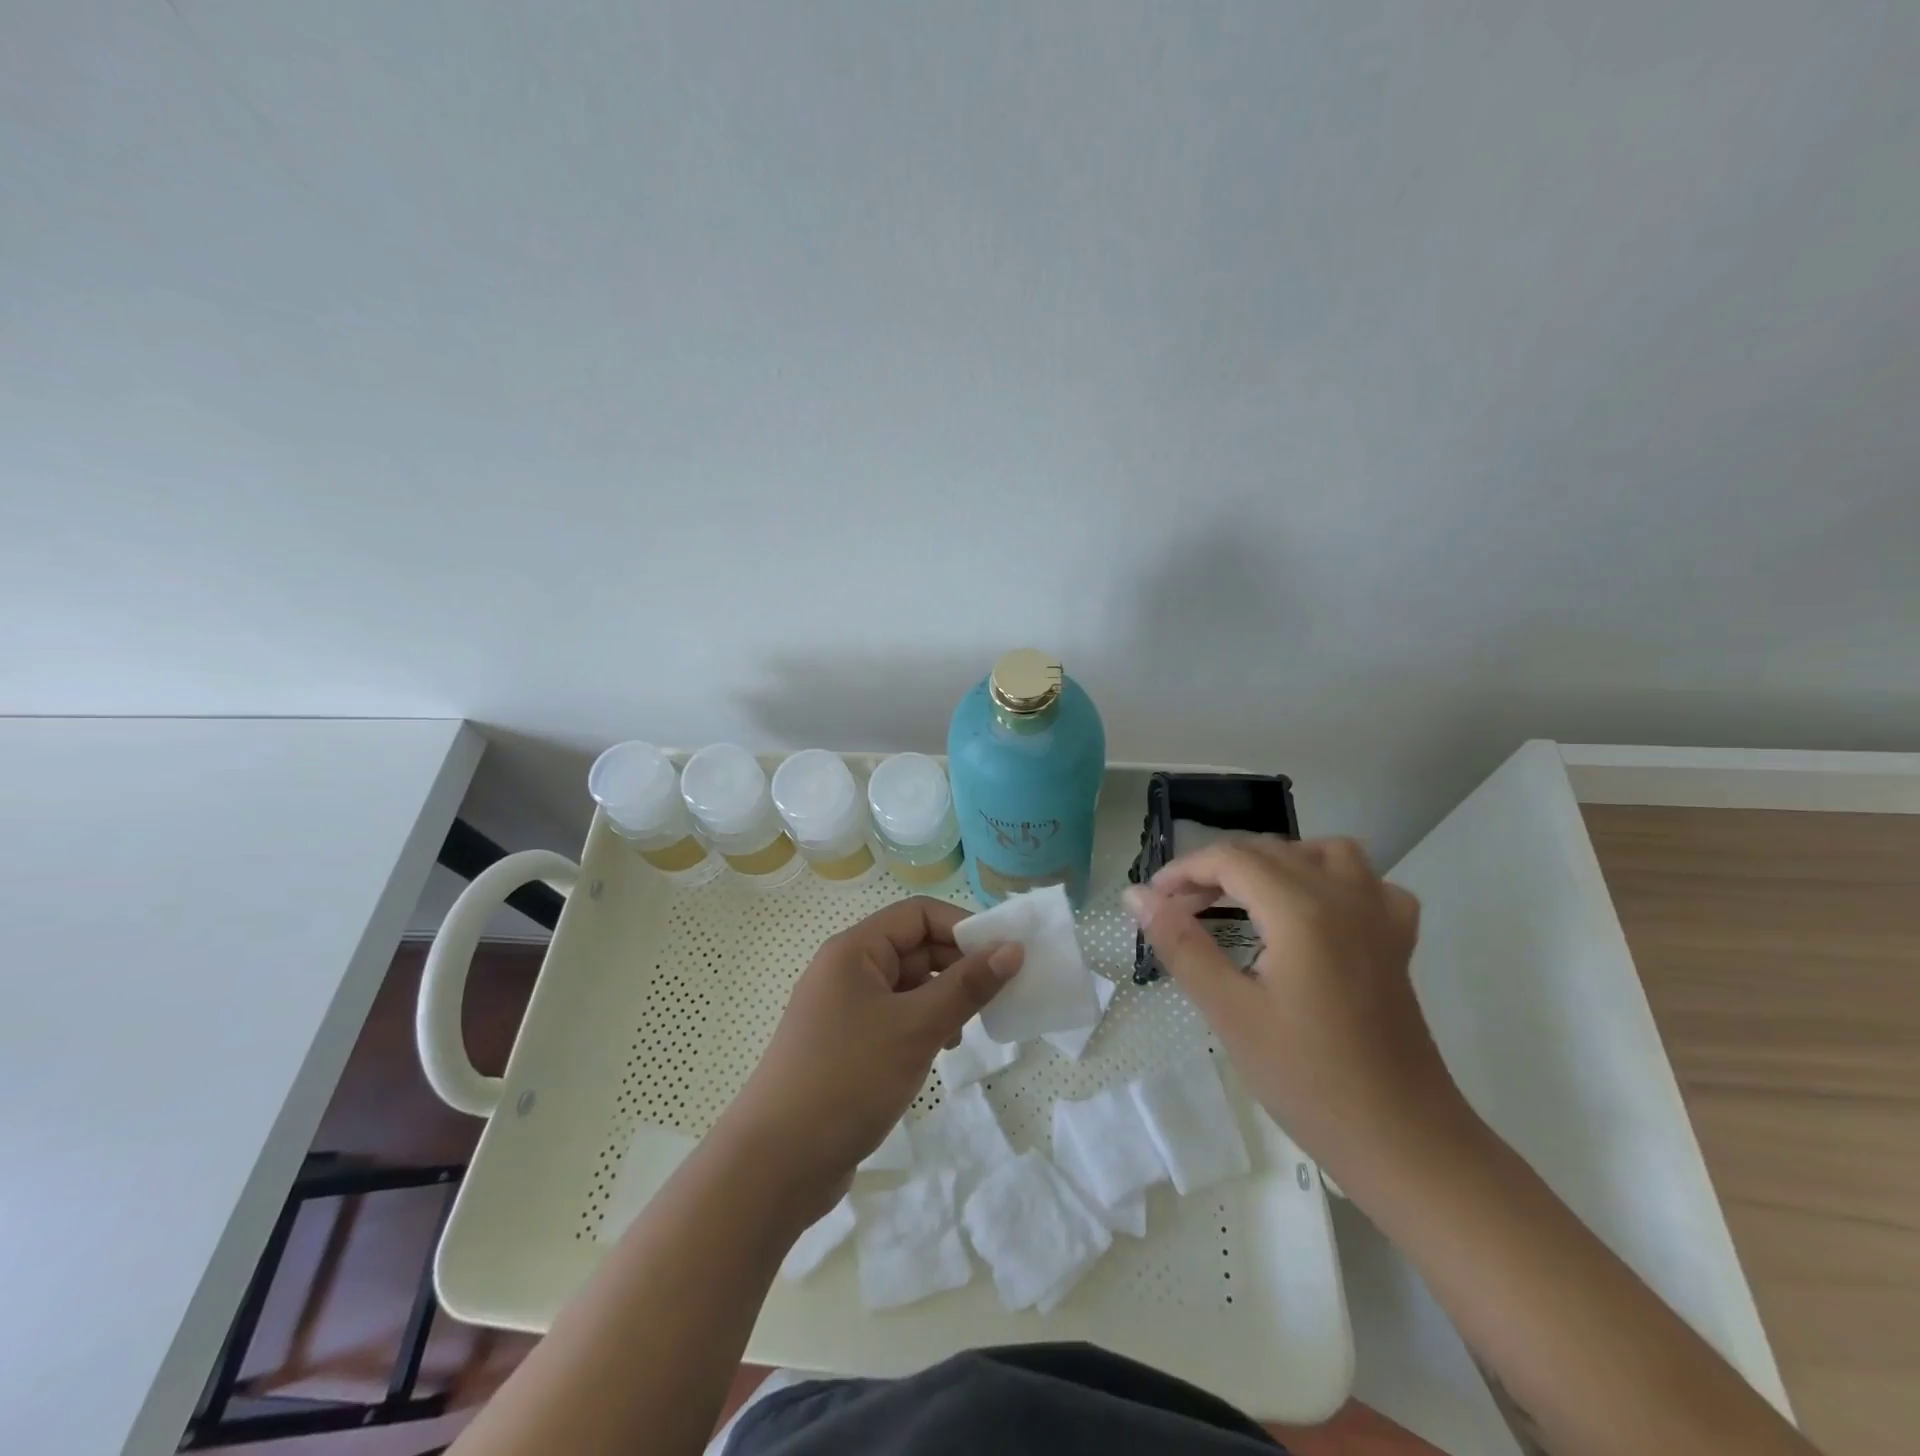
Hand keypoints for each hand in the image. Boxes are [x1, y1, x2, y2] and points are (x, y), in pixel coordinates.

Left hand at [717, 897, 1021, 1219]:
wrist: (775, 1165)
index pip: (918, 915)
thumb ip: (967, 986)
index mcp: (855, 950)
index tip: (1003, 956)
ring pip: (907, 986)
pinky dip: (923, 1026)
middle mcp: (846, 971)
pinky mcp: (846, 1046)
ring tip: (967, 1030)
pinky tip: (940, 1052)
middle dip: (956, 967)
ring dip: (942, 1000)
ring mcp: (844, 1010)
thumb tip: (1012, 948)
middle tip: (997, 996)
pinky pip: (895, 1018)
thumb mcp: (916, 1028)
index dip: (962, 928)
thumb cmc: (848, 1079)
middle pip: (913, 948)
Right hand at [1123, 836, 1461, 1183]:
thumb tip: (1136, 896)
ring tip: (1245, 896)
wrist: (1404, 1143)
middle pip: (1270, 851)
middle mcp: (1344, 897)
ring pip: (1325, 852)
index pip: (1231, 859)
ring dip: (1276, 861)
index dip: (1183, 870)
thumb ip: (1181, 944)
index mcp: (1301, 910)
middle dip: (1217, 869)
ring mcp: (1379, 918)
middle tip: (1180, 908)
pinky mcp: (1398, 944)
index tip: (1152, 900)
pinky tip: (1316, 912)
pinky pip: (1368, 885)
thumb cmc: (1308, 1080)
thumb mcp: (1230, 1013)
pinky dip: (1335, 882)